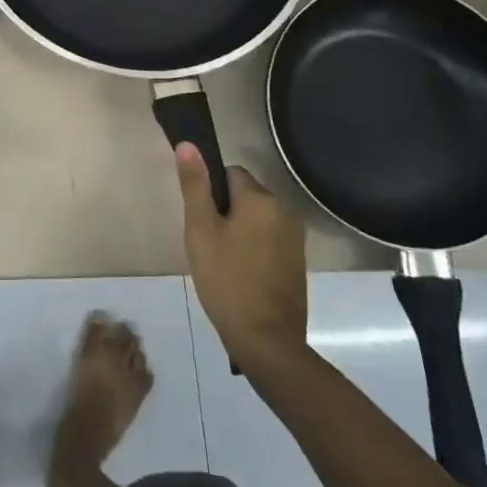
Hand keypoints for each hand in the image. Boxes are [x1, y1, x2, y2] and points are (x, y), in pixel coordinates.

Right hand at [175, 143, 306, 364]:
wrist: (267, 342)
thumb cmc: (227, 281)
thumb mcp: (201, 230)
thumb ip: (195, 185)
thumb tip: (188, 143)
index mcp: (261, 199)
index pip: (229, 174)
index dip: (210, 194)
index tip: (201, 222)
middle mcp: (285, 211)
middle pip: (245, 196)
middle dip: (225, 213)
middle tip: (208, 245)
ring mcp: (295, 239)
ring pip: (257, 220)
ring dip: (239, 232)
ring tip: (222, 264)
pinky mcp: (298, 263)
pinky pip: (269, 241)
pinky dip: (254, 250)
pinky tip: (241, 277)